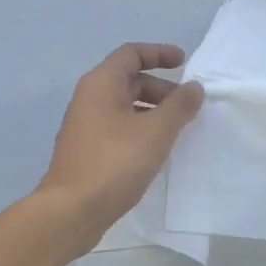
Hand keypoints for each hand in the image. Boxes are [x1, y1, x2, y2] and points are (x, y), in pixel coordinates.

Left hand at [39, 43, 203, 239]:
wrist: (70, 211)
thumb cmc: (114, 162)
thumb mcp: (155, 131)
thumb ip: (179, 106)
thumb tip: (194, 87)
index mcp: (101, 84)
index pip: (131, 53)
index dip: (159, 53)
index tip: (184, 63)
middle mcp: (89, 98)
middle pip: (129, 79)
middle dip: (161, 88)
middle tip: (187, 106)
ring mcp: (85, 125)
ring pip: (124, 105)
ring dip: (152, 110)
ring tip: (177, 129)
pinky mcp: (87, 150)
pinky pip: (118, 127)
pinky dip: (140, 129)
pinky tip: (156, 150)